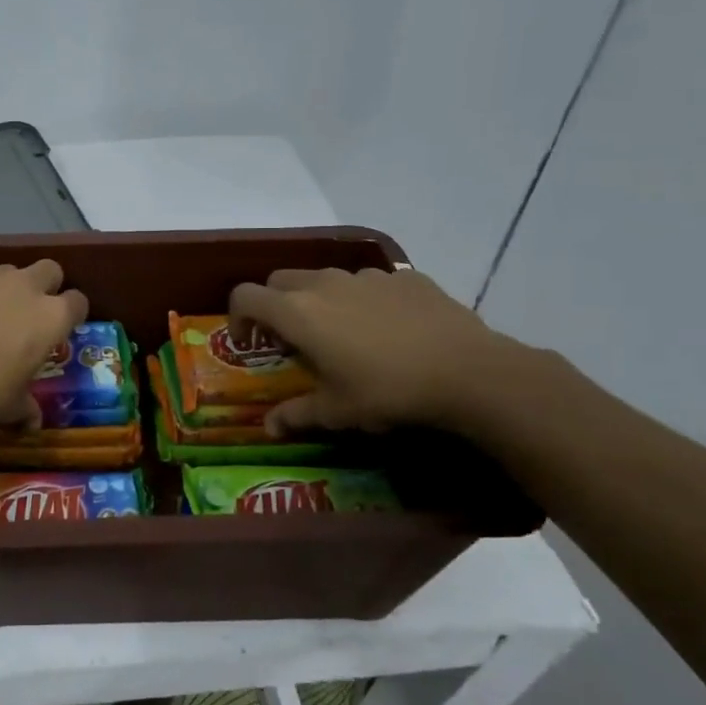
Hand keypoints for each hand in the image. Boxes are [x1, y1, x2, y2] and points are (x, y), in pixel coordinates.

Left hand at [0, 261, 87, 432]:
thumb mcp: (9, 407)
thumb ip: (25, 407)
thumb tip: (32, 421)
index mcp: (50, 316)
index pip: (78, 302)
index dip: (72, 314)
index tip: (62, 328)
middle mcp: (22, 286)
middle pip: (48, 270)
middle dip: (44, 286)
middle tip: (28, 313)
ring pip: (2, 272)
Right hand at [229, 267, 519, 435]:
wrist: (468, 371)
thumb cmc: (387, 392)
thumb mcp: (337, 411)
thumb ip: (297, 415)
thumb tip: (269, 428)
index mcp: (297, 312)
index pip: (245, 296)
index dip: (237, 317)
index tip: (247, 342)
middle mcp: (324, 284)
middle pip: (279, 280)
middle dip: (273, 304)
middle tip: (289, 338)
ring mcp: (366, 276)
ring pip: (324, 277)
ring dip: (317, 300)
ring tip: (340, 334)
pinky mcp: (403, 277)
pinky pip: (368, 283)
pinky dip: (362, 300)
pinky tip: (386, 329)